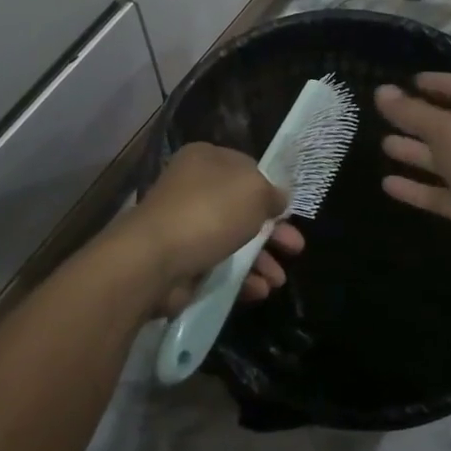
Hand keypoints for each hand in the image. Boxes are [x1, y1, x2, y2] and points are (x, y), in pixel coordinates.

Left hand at [118, 143, 305, 318]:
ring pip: (233, 241)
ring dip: (261, 259)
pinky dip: (241, 278)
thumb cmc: (209, 212)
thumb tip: (278, 198)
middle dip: (273, 231)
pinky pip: (219, 267)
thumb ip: (271, 193)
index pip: (246, 168)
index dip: (269, 189)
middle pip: (242, 208)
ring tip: (278, 280)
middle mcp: (193, 188)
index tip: (289, 211)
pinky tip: (259, 290)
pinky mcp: (182, 261)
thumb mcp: (253, 191)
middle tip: (295, 248)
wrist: (155, 259)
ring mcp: (185, 226)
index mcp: (205, 160)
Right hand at [377, 74, 450, 278]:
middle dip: (420, 119)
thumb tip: (381, 90)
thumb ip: (414, 112)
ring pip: (444, 160)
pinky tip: (387, 183)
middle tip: (387, 112)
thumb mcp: (450, 132)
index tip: (410, 81)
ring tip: (383, 144)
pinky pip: (440, 192)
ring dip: (415, 151)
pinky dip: (416, 187)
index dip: (441, 83)